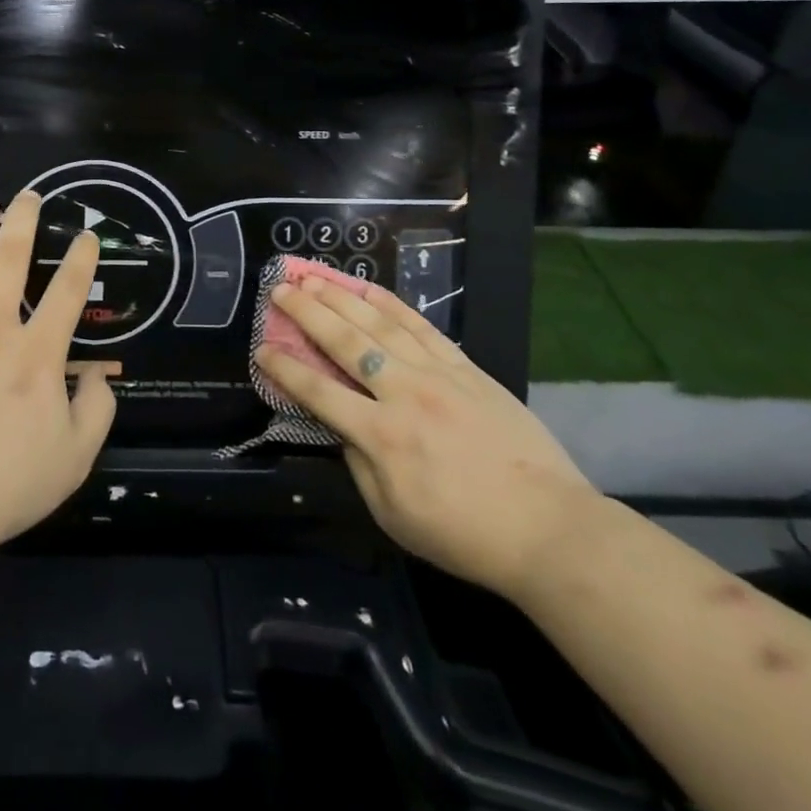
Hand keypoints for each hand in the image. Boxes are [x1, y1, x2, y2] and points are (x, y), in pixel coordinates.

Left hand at [0, 191, 115, 554]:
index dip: (83, 258)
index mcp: (37, 353)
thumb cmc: (6, 484)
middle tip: (29, 195)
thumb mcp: (75, 457)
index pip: (69, 292)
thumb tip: (98, 375)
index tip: (88, 236)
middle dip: (23, 221)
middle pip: (10, 260)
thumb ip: (96, 409)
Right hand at [258, 277, 599, 599]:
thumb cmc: (464, 533)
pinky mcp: (466, 368)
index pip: (318, 391)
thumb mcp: (393, 515)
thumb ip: (359, 463)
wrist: (549, 528)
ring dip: (342, 297)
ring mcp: (438, 374)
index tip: (261, 347)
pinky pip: (421, 327)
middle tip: (280, 288)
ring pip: (379, 324)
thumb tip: (341, 425)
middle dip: (307, 312)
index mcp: (381, 436)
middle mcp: (403, 393)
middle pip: (345, 342)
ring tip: (314, 276)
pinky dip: (391, 305)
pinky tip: (369, 289)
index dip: (285, 367)